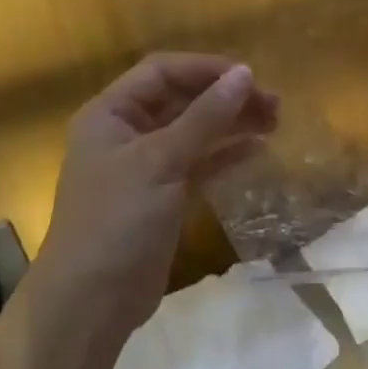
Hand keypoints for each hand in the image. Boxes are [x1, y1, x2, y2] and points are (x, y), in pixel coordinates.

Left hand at [23, 55, 278, 352]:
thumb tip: (245, 74)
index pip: (162, 72)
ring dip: (232, 124)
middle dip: (226, 98)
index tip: (251, 78)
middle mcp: (127, 133)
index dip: (206, 69)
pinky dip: (227, 154)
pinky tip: (257, 151)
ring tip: (274, 123)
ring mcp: (146, 167)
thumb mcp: (161, 161)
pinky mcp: (164, 196)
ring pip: (196, 131)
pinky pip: (200, 163)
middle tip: (274, 105)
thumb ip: (206, 117)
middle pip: (182, 100)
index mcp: (111, 114)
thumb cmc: (117, 220)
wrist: (93, 299)